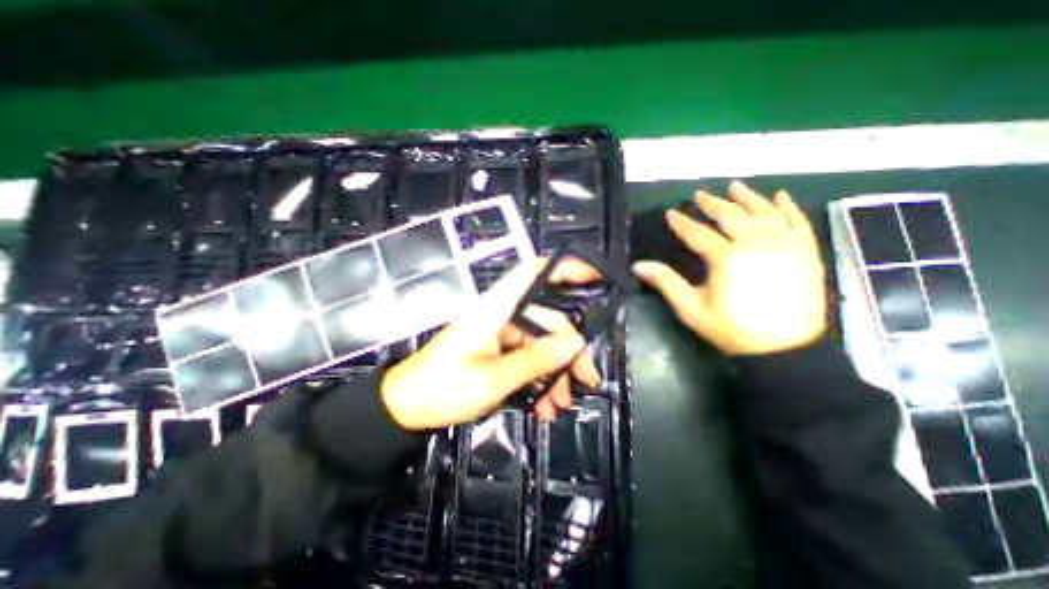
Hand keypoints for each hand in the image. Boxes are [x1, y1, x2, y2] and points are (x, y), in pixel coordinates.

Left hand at [383, 256, 596, 428]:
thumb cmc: (444, 389)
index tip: (593, 277)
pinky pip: (528, 358)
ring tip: (562, 403)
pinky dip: (539, 379)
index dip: (563, 267)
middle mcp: (502, 315)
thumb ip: (536, 360)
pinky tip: (545, 406)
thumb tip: (576, 343)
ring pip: (541, 344)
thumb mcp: (494, 379)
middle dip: (569, 351)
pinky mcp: (498, 350)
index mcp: (495, 309)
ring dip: (555, 372)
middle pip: (547, 320)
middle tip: (587, 380)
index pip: (532, 273)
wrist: (407, 408)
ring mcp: (500, 334)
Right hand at [630, 179, 827, 354]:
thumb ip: (665, 282)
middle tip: (699, 195)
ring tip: (735, 186)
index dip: (681, 222)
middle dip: (712, 203)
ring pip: (764, 211)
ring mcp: (784, 244)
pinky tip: (778, 196)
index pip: (697, 233)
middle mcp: (755, 243)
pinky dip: (787, 206)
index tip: (671, 213)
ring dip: (747, 197)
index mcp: (725, 257)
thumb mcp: (691, 308)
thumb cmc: (731, 329)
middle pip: (730, 215)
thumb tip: (638, 266)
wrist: (784, 349)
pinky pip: (797, 220)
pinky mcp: (806, 251)